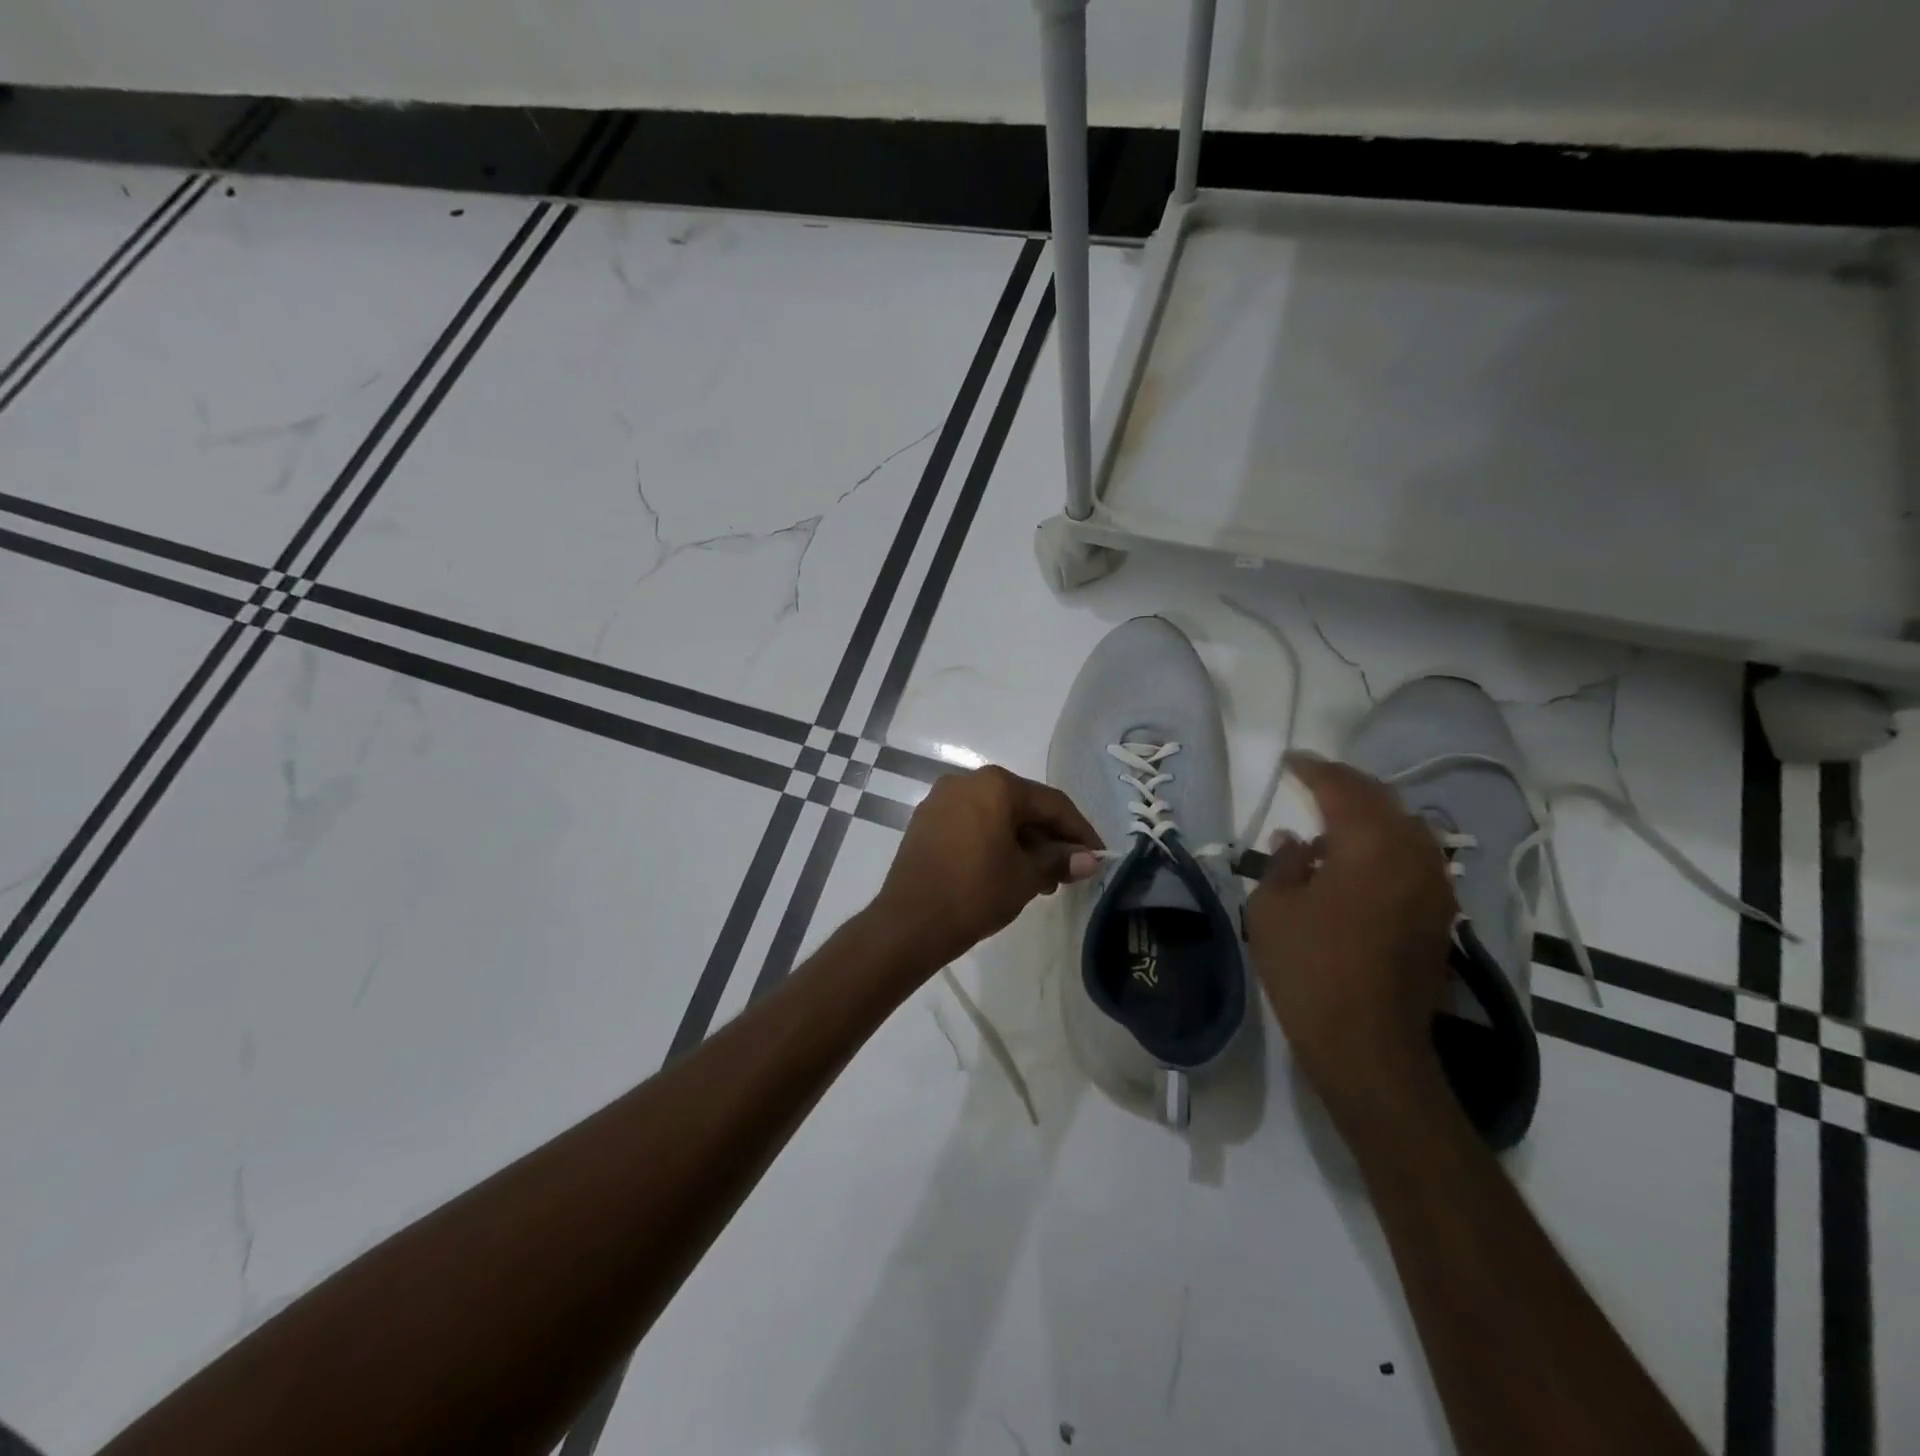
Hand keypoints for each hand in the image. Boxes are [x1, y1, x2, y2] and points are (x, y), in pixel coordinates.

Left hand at [870, 765, 1101, 970]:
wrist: (909, 923)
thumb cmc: (975, 892)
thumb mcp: (1026, 877)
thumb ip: (1060, 860)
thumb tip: (1090, 859)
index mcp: (995, 785)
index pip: (1051, 803)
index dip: (1080, 831)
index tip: (1099, 856)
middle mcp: (966, 781)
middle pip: (1022, 807)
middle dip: (1049, 839)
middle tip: (1069, 873)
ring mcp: (941, 801)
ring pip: (996, 817)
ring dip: (1023, 844)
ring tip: (1041, 882)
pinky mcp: (925, 823)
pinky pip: (972, 826)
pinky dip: (995, 843)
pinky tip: (1007, 872)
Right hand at [1247, 752, 1455, 1121]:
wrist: (1369, 1044)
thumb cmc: (1310, 969)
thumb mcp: (1273, 908)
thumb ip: (1284, 862)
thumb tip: (1297, 839)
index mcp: (1370, 844)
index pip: (1342, 788)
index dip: (1313, 769)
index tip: (1290, 760)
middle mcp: (1413, 855)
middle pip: (1382, 801)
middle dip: (1346, 785)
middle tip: (1313, 778)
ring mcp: (1434, 886)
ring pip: (1405, 828)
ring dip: (1370, 814)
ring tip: (1335, 814)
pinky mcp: (1440, 916)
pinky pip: (1414, 858)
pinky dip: (1386, 844)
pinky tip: (1358, 859)